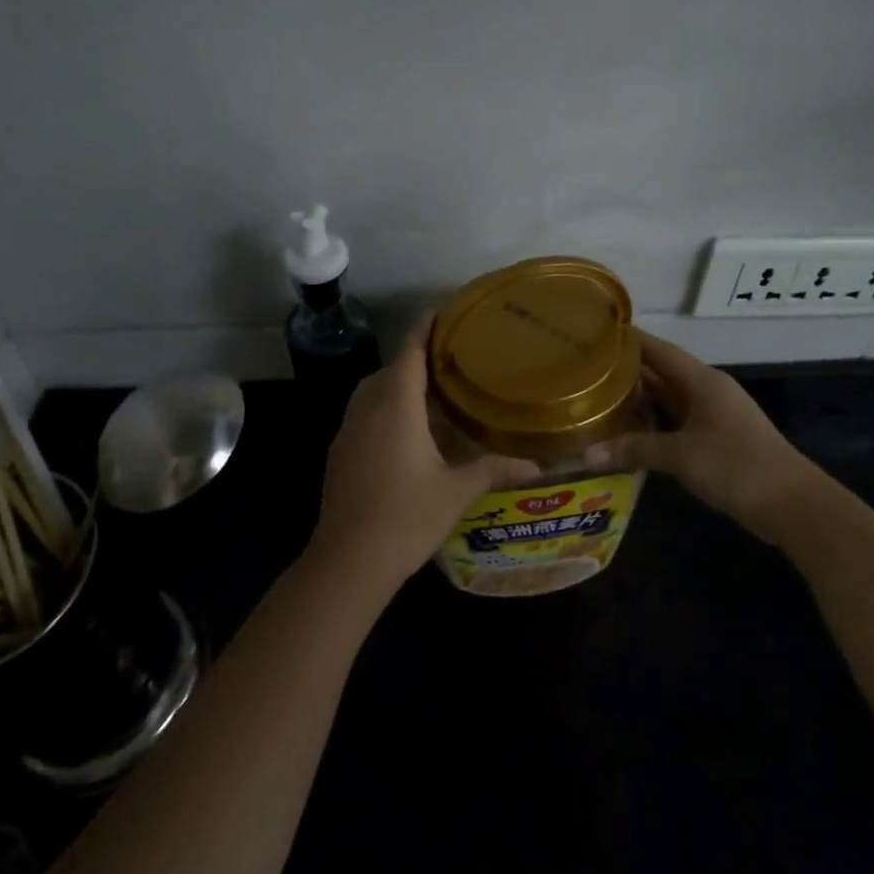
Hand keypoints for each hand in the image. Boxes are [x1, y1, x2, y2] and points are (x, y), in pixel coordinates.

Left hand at [307, 316, 539, 600]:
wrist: (348, 561)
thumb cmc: (406, 518)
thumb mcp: (456, 492)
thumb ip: (492, 470)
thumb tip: (535, 465)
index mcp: (396, 409)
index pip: (408, 354)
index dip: (422, 330)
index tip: (438, 312)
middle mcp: (367, 411)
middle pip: (388, 370)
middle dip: (412, 359)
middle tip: (445, 361)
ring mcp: (347, 432)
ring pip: (370, 392)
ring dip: (394, 384)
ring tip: (426, 394)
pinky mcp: (338, 453)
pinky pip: (361, 415)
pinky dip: (381, 408)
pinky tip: (402, 432)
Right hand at [586, 331, 814, 534]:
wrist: (791, 503)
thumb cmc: (736, 465)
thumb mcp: (680, 455)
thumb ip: (633, 450)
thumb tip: (586, 454)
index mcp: (702, 380)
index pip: (657, 349)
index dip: (628, 340)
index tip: (593, 333)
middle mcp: (707, 390)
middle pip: (660, 372)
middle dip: (625, 371)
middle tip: (584, 369)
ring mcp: (713, 415)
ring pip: (668, 398)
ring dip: (638, 399)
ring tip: (596, 396)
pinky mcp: (715, 438)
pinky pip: (676, 421)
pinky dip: (652, 422)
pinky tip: (627, 430)